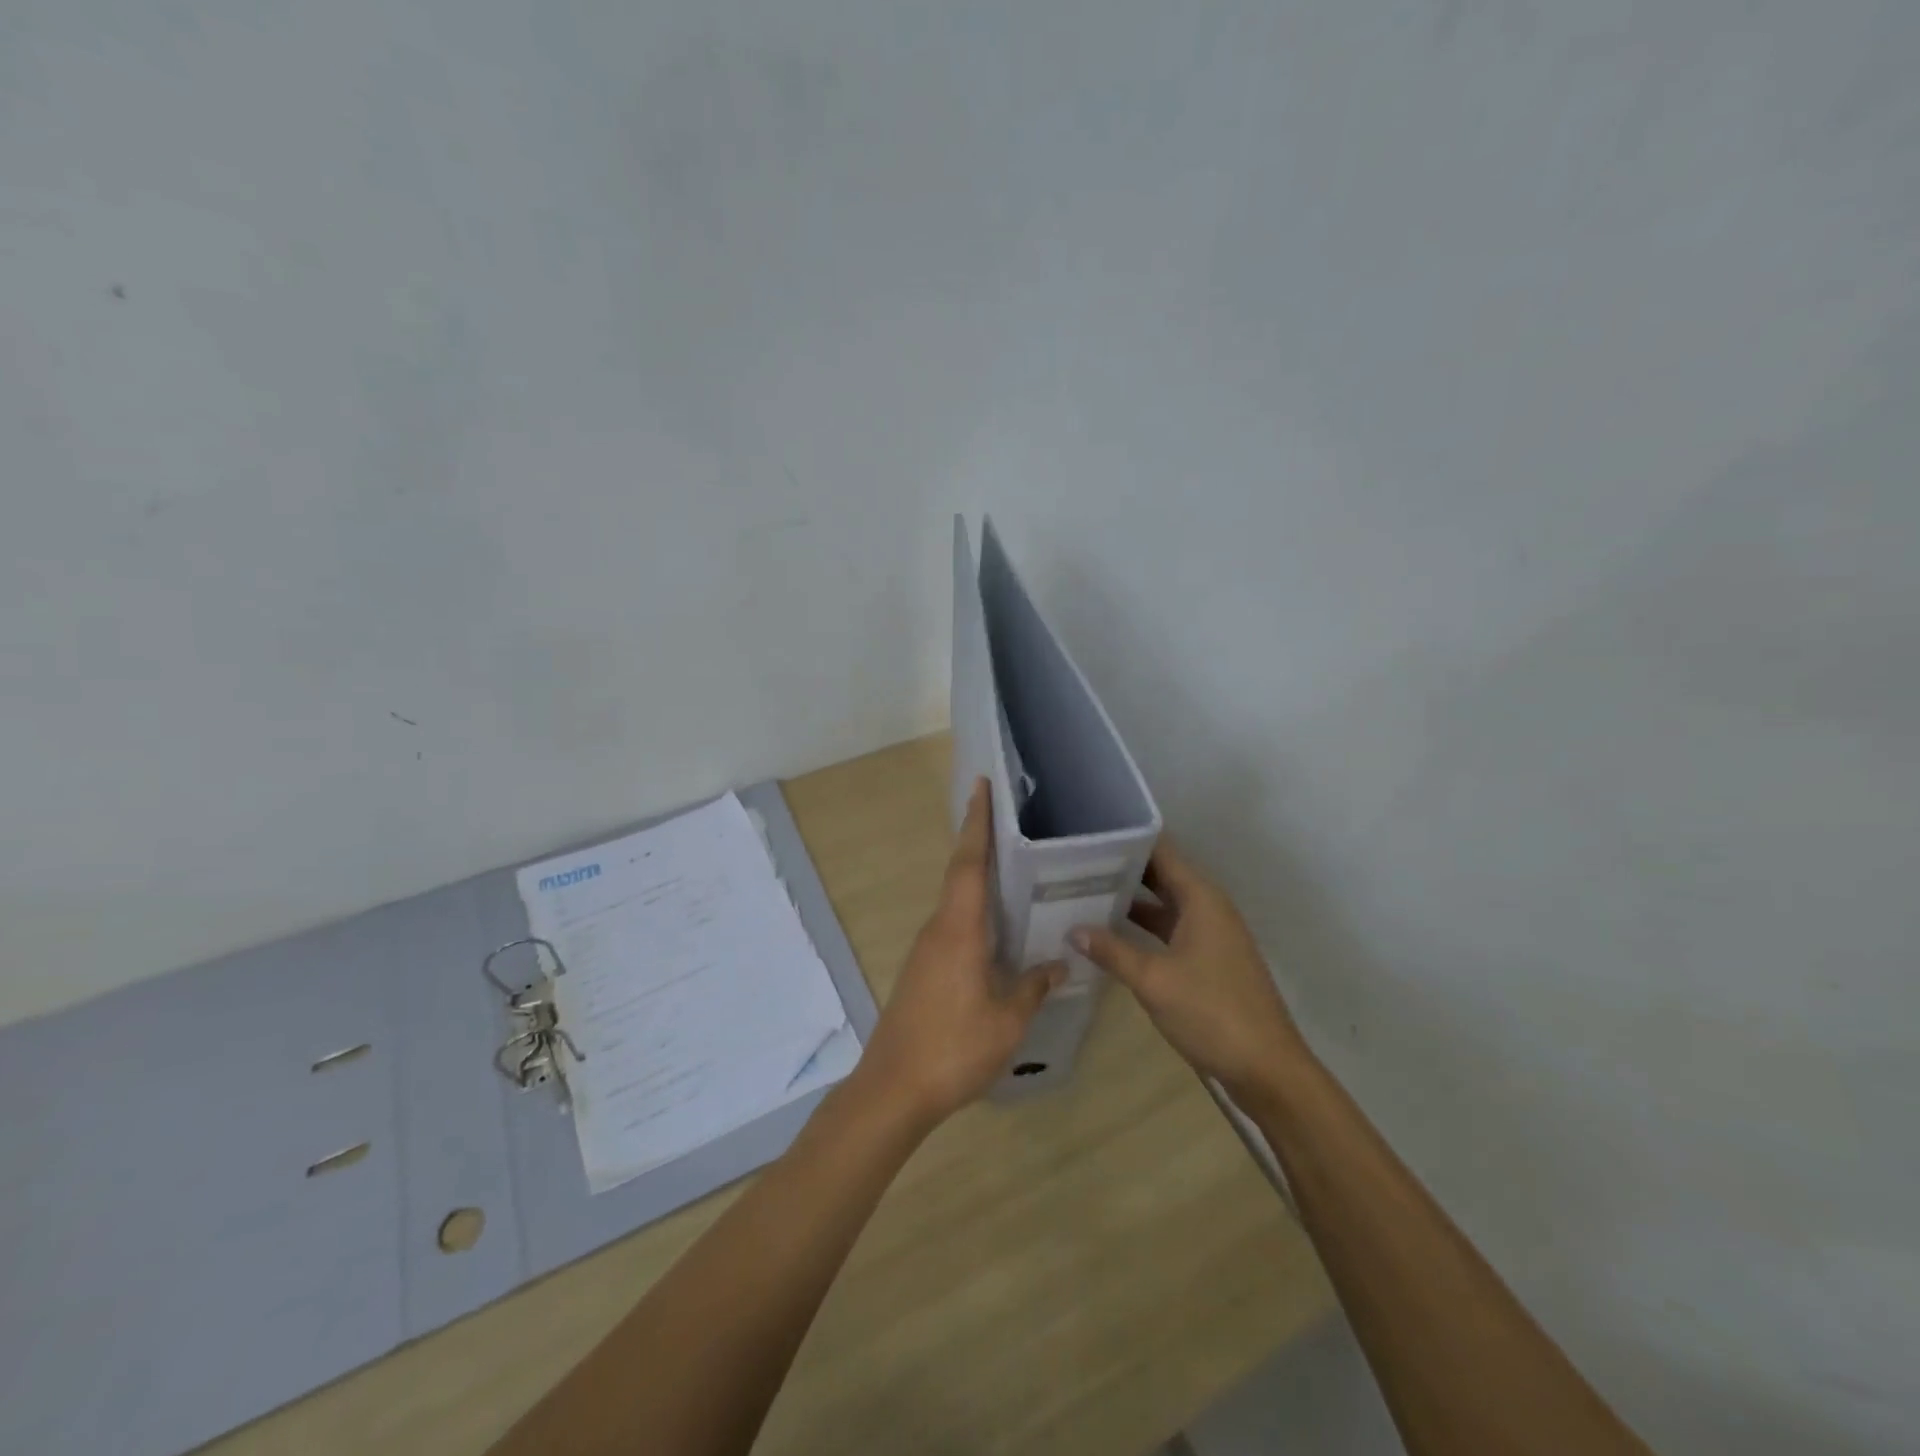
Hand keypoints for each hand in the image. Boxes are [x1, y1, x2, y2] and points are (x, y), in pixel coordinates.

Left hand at [855, 778, 1062, 1127]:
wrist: (894, 1088)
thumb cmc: (954, 1047)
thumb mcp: (1007, 1019)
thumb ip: (1033, 986)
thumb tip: (1058, 964)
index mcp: (958, 929)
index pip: (968, 863)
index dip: (976, 823)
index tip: (981, 787)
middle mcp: (938, 929)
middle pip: (959, 874)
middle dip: (979, 842)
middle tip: (1010, 821)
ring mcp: (926, 950)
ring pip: (955, 901)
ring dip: (977, 878)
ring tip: (1013, 870)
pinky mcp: (923, 970)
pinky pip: (952, 926)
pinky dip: (973, 912)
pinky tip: (997, 929)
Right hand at [1073, 840, 1307, 1099]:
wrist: (1267, 1069)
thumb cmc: (1212, 1013)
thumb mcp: (1153, 980)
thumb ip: (1112, 951)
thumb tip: (1074, 929)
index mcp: (1201, 898)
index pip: (1161, 851)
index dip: (1127, 841)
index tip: (1089, 836)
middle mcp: (1208, 907)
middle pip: (1161, 875)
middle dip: (1122, 870)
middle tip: (1075, 865)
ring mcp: (1211, 935)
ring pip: (1164, 905)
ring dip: (1130, 901)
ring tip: (1084, 894)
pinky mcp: (1209, 960)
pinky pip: (1170, 930)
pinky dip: (1143, 929)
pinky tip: (1111, 936)